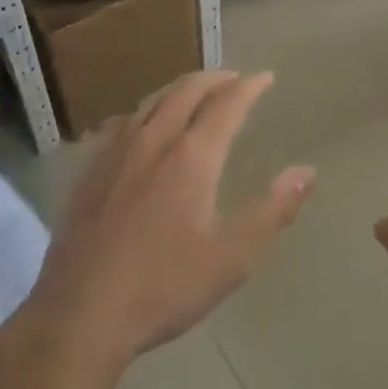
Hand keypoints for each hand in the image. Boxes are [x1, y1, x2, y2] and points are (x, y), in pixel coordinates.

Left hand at [26, 71, 313, 369]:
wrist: (81, 312)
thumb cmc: (164, 286)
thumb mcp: (232, 258)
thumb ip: (273, 210)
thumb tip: (307, 171)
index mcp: (192, 157)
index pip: (226, 105)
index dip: (249, 87)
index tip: (265, 77)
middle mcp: (153, 141)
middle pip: (186, 91)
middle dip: (214, 78)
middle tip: (233, 78)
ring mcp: (115, 152)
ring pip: (151, 102)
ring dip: (179, 89)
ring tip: (194, 91)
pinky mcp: (89, 170)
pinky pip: (120, 122)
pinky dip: (143, 111)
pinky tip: (140, 122)